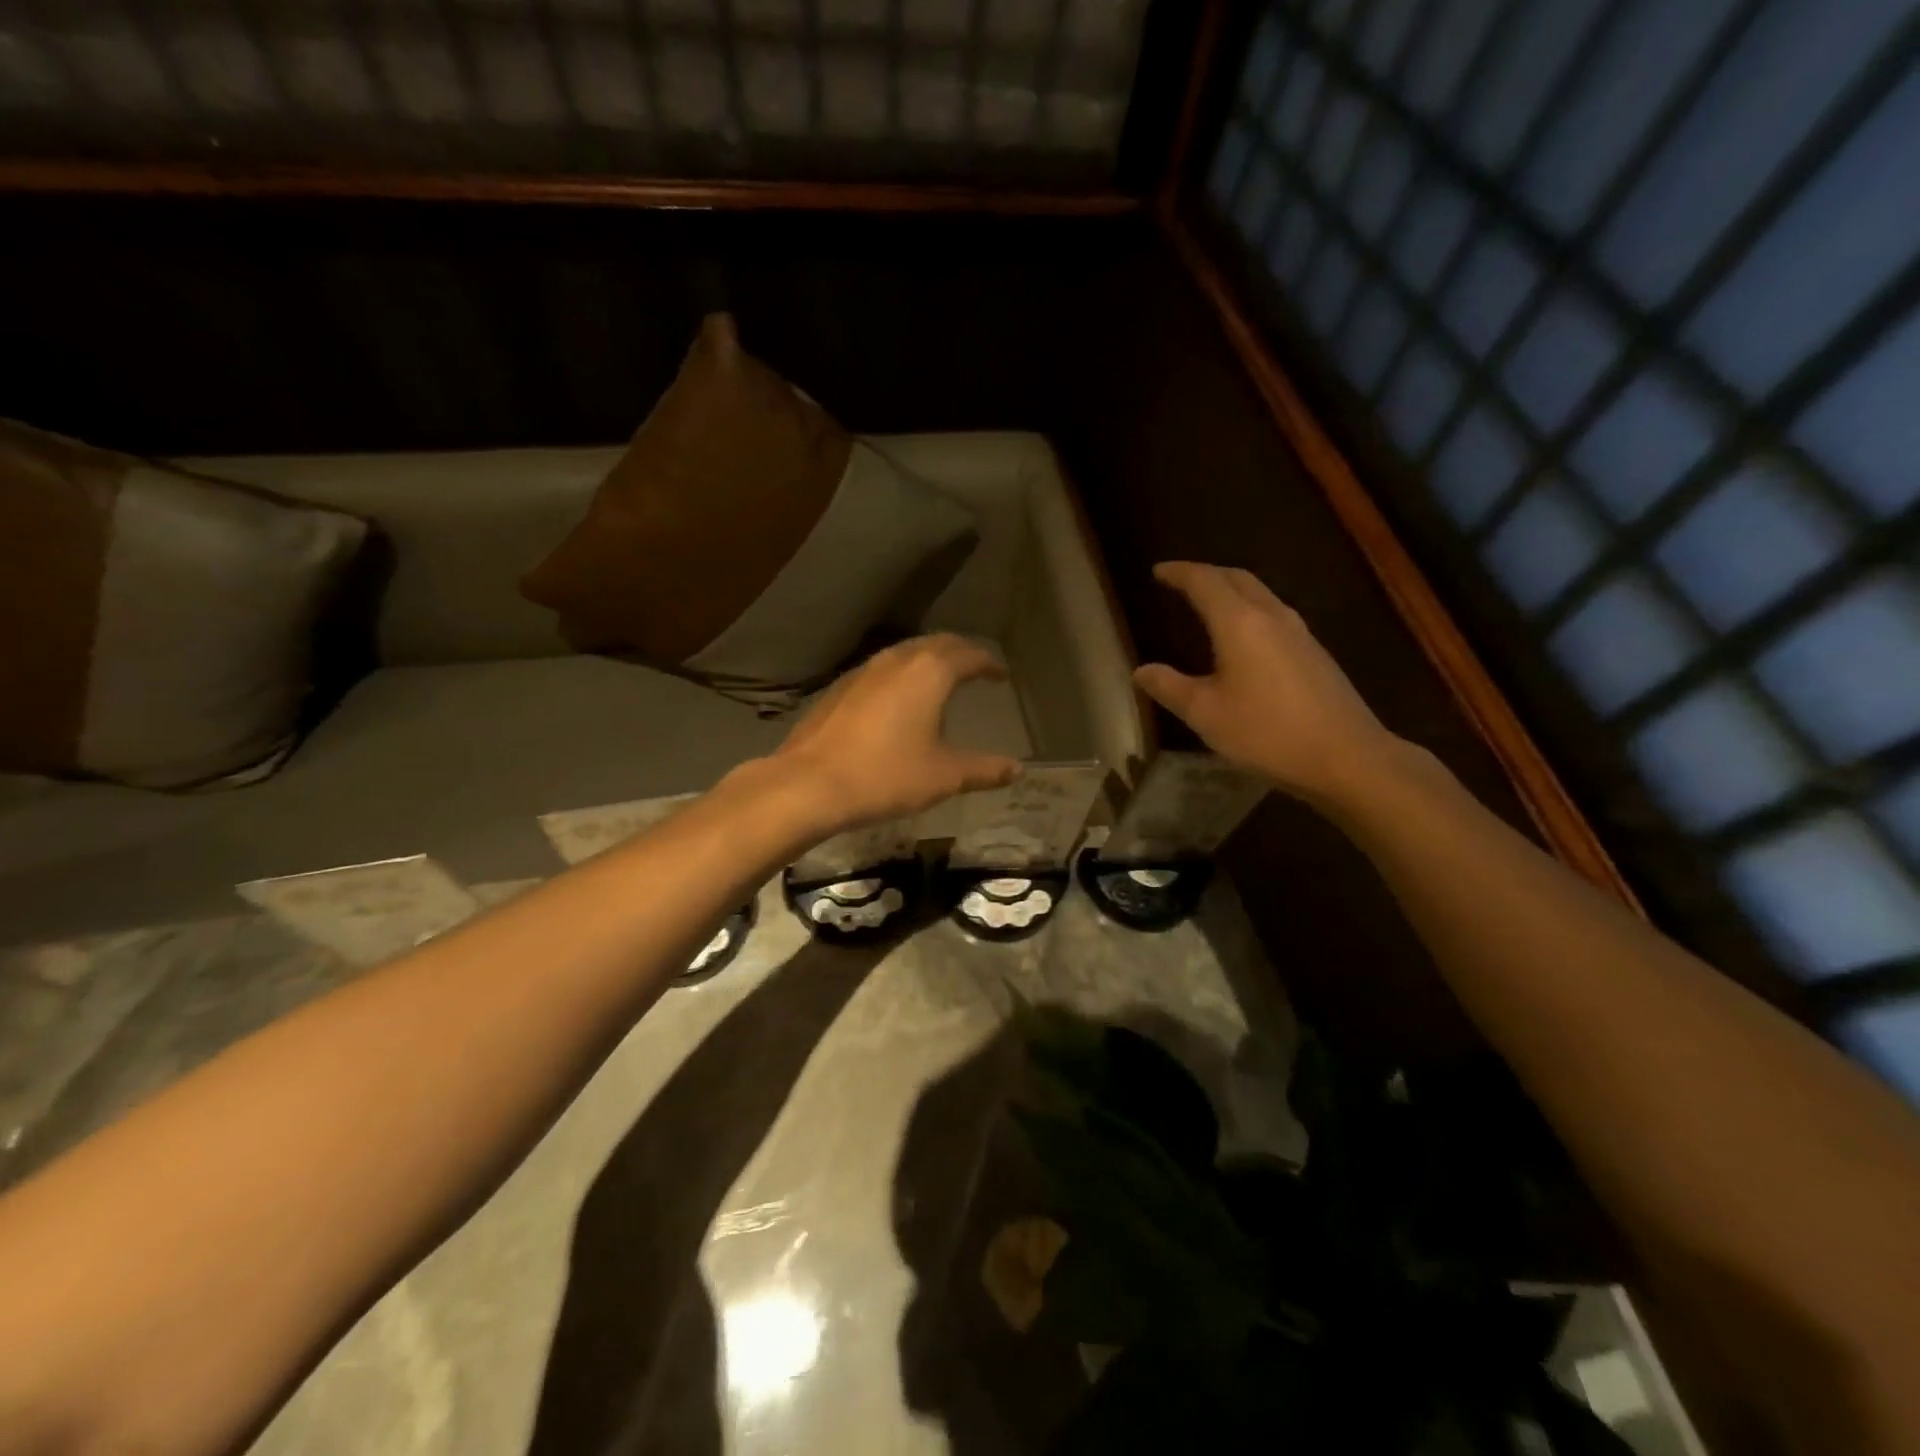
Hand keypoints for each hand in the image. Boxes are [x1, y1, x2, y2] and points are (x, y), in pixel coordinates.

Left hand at [768, 634, 1021, 837]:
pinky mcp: (839, 688)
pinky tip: (897, 699)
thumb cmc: (886, 776)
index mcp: (929, 673)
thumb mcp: (944, 776)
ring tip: (940, 678)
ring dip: (927, 659)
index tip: (1000, 674)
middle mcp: (897, 661)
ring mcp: (863, 671)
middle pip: (936, 644)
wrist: (810, 784)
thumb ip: (984, 770)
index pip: (969, 655)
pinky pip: (880, 670)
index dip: (988, 663)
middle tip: (975, 667)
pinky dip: (900, 674)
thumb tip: (1017, 770)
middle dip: (960, 652)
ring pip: (904, 653)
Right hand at [1133, 562, 1403, 805]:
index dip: (1179, 573)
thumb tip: (1141, 672)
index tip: (1158, 571)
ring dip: (1231, 590)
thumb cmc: (1267, 732)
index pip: (1205, 582)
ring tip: (1208, 603)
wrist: (1346, 756)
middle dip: (1207, 574)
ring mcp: (1299, 633)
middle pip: (1237, 578)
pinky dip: (1249, 610)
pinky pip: (1274, 614)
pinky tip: (1243, 636)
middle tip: (1181, 581)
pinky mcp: (1314, 653)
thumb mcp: (1206, 714)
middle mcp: (1272, 616)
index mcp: (1240, 623)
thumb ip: (1170, 688)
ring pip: (1260, 594)